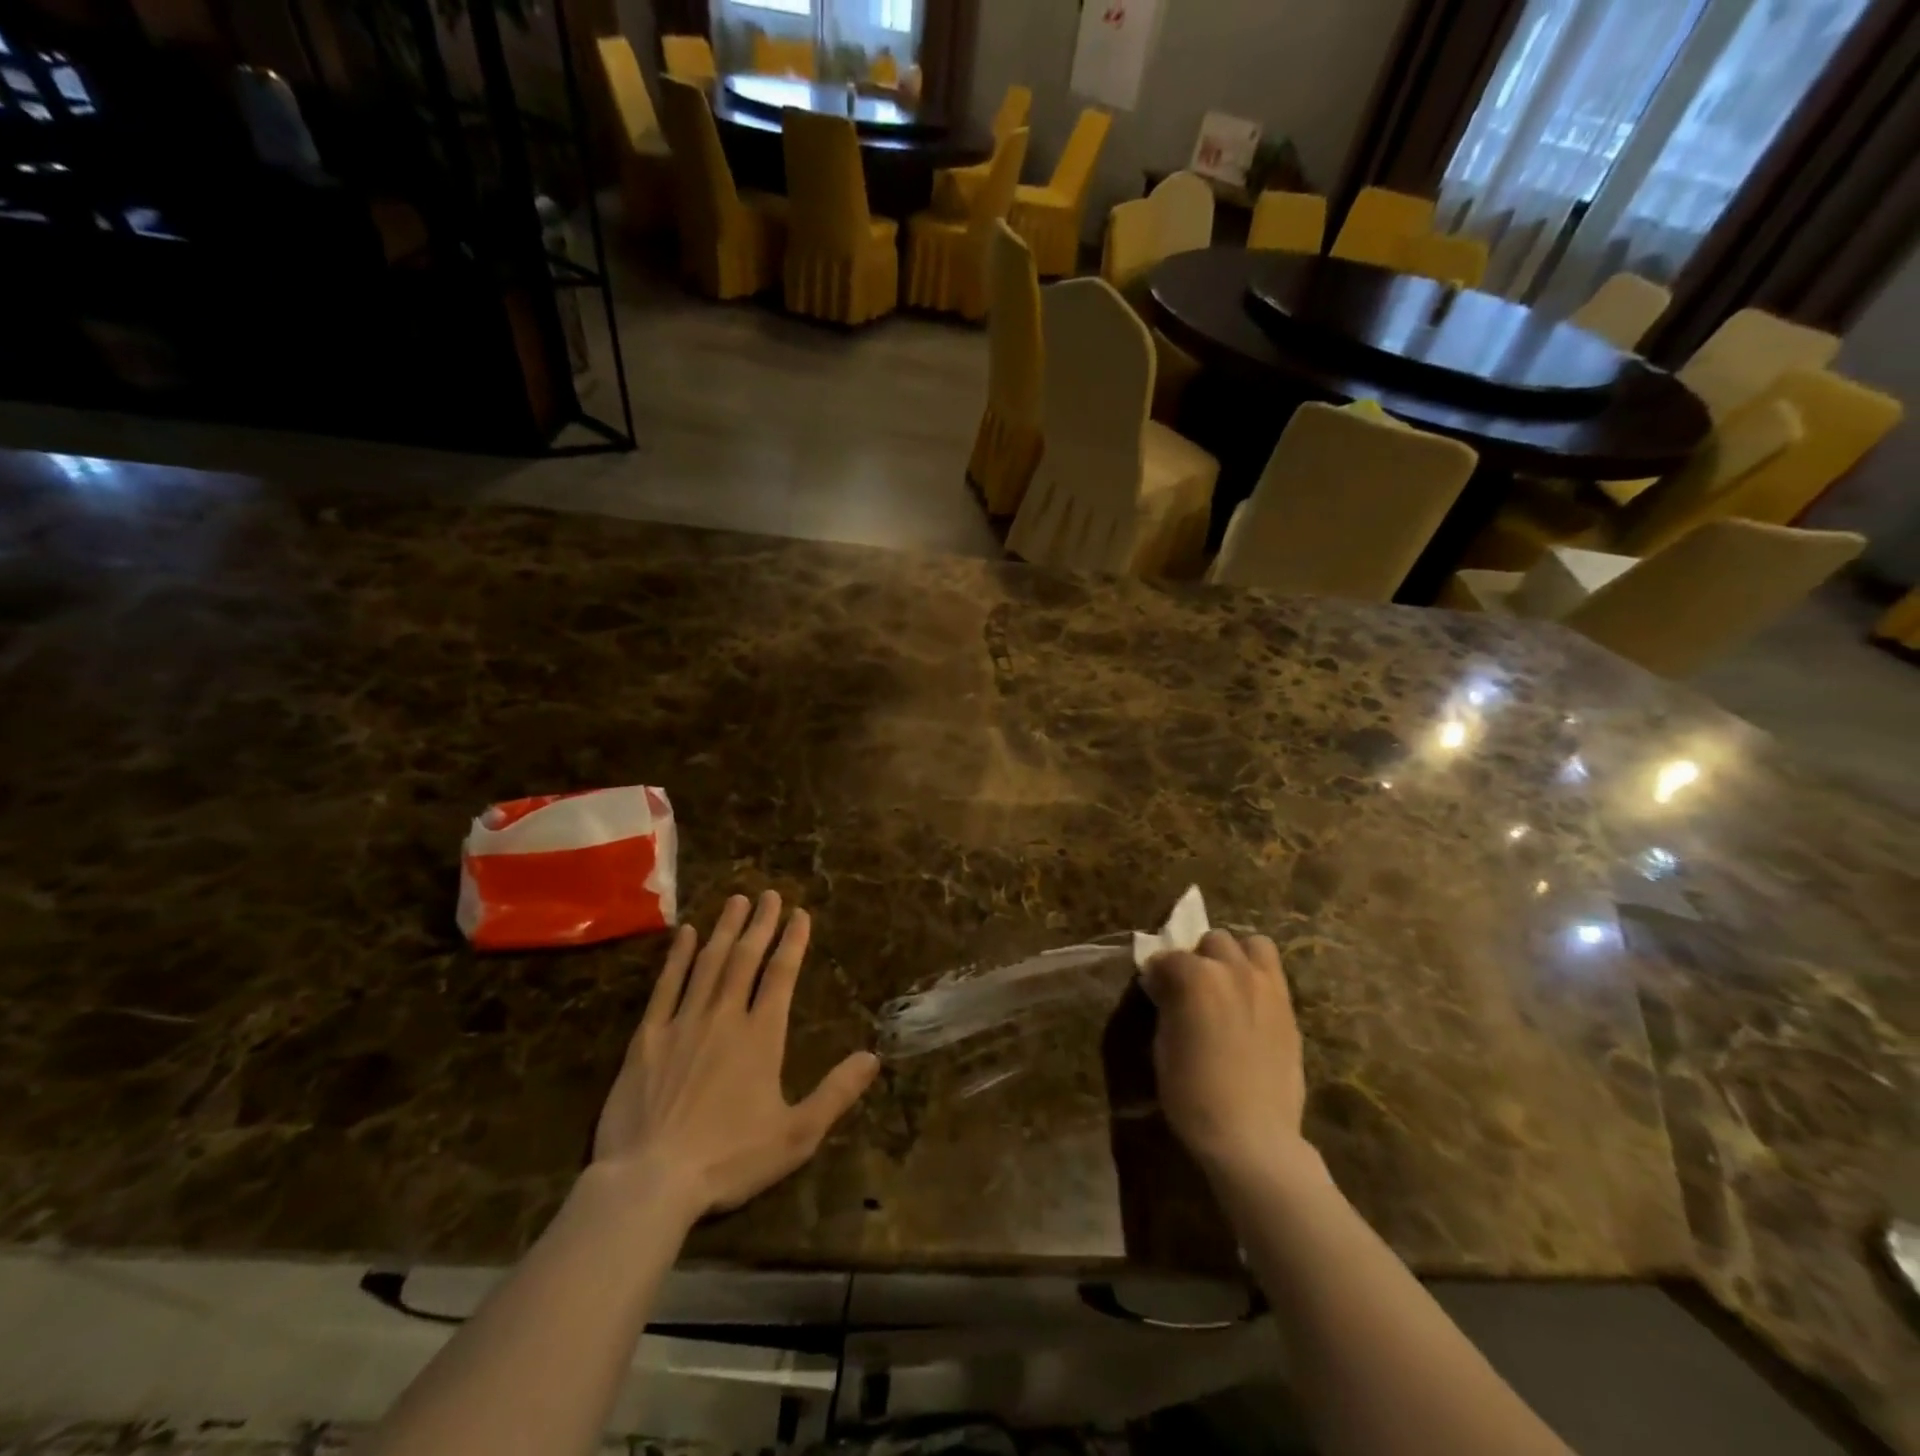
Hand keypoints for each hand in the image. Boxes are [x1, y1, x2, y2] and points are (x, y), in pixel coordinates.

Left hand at [593, 891, 879, 1220]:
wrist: (650, 1181)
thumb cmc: (728, 1159)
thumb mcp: (796, 1135)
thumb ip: (836, 1093)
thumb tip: (873, 1057)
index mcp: (761, 1036)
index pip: (781, 975)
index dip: (792, 942)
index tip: (799, 913)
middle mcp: (724, 1017)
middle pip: (745, 959)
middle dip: (760, 924)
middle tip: (768, 893)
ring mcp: (683, 1023)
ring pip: (709, 963)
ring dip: (725, 929)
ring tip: (735, 900)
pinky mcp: (647, 1038)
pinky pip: (666, 986)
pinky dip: (678, 957)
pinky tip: (687, 934)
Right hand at [1142, 930, 1308, 1181]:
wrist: (1252, 1136)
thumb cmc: (1193, 1094)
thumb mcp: (1163, 1045)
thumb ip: (1168, 1004)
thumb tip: (1166, 987)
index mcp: (1196, 977)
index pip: (1168, 957)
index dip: (1158, 973)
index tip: (1155, 991)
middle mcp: (1234, 970)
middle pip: (1214, 940)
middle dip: (1200, 957)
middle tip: (1192, 987)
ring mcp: (1267, 987)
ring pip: (1253, 944)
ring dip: (1235, 957)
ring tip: (1227, 985)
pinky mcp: (1289, 1009)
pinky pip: (1273, 974)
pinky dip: (1257, 977)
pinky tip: (1248, 1006)